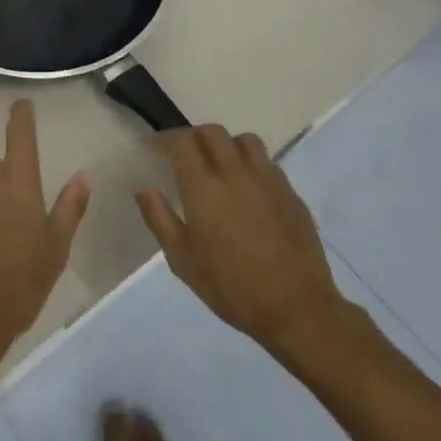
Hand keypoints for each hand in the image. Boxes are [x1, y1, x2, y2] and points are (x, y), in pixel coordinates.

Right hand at [135, 125, 352, 354]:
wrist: (297, 309)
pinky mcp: (291, 193)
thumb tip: (143, 189)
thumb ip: (159, 219)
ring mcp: (267, 180)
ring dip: (227, 145)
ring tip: (221, 166)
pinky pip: (268, 163)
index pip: (181, 142)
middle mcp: (235, 173)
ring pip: (244, 141)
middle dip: (194, 136)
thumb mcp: (183, 261)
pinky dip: (252, 165)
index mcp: (203, 187)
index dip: (165, 139)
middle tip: (185, 155)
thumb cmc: (232, 287)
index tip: (155, 148)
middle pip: (212, 132)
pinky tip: (250, 190)